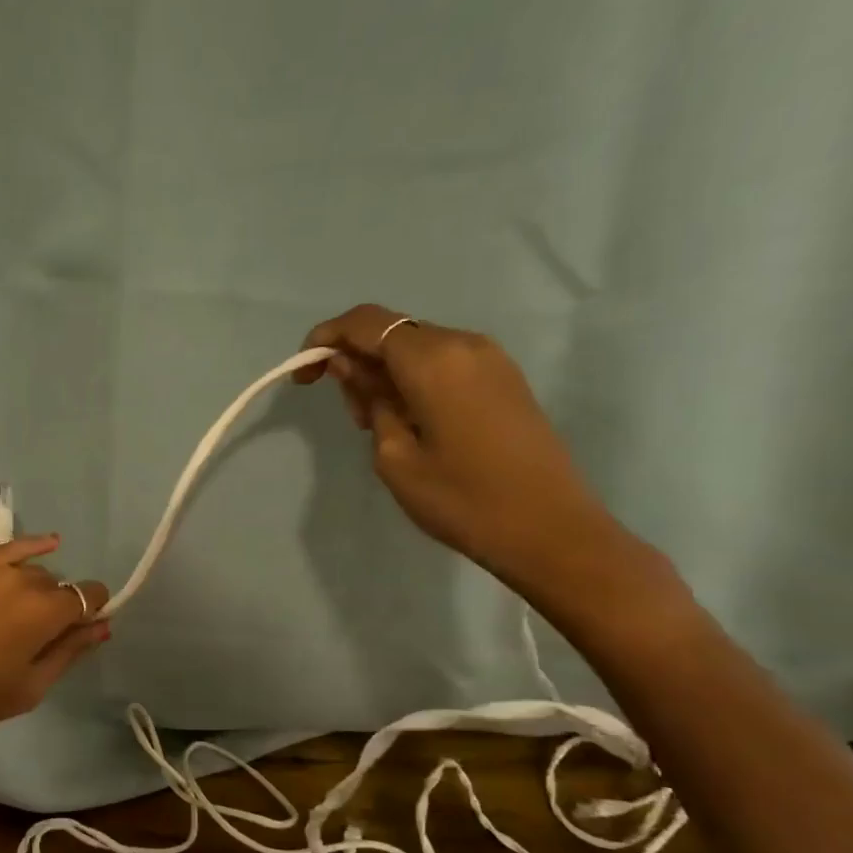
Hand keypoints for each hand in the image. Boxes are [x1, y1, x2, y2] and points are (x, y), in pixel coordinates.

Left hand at [0, 536, 109, 769]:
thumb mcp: (28, 687)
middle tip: (39, 639)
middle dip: (60, 606)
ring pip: (30, 570)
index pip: (89, 596)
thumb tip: (101, 626)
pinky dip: (29, 547)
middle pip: (57, 585)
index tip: (83, 631)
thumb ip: (69, 652)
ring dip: (36, 588)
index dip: (93, 611)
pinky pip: (4, 551)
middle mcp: (23, 578)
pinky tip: (47, 544)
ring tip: (20, 616)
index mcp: (46, 610)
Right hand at [296, 304, 639, 598]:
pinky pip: (444, 362)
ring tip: (379, 425)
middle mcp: (464, 343)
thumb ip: (369, 399)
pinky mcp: (504, 379)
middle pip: (392, 332)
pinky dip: (414, 379)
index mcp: (433, 359)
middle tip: (350, 415)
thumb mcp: (394, 455)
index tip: (304, 377)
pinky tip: (412, 422)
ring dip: (385, 373)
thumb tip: (347, 366)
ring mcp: (490, 359)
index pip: (366, 323)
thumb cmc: (460, 498)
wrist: (548, 529)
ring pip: (417, 347)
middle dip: (356, 360)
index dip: (325, 340)